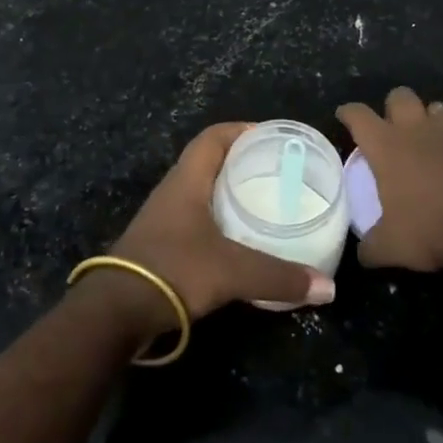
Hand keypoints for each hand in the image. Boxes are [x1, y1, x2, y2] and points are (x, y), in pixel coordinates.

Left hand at [96, 123, 335, 332]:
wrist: (115, 312)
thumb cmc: (173, 270)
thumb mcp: (231, 271)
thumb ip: (279, 277)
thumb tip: (327, 287)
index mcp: (187, 179)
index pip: (214, 136)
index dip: (242, 130)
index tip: (273, 138)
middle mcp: (174, 190)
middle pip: (210, 161)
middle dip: (243, 162)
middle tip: (278, 172)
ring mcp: (165, 218)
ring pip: (203, 191)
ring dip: (230, 192)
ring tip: (266, 202)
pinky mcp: (162, 245)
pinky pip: (197, 218)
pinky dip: (221, 220)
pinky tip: (241, 240)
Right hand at [337, 86, 442, 275]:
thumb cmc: (431, 230)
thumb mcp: (390, 247)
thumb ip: (370, 246)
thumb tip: (362, 253)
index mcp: (386, 145)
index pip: (358, 115)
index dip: (348, 113)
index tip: (344, 116)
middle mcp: (417, 129)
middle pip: (399, 96)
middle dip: (393, 107)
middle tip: (392, 128)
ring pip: (437, 108)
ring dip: (430, 120)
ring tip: (430, 141)